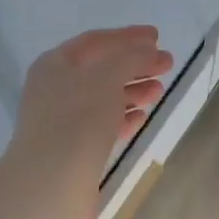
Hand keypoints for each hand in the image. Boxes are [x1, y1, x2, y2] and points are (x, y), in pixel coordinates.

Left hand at [5, 25, 172, 218]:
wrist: (52, 181)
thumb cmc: (78, 118)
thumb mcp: (108, 77)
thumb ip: (131, 57)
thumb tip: (149, 51)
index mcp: (55, 64)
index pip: (95, 41)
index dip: (127, 36)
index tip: (157, 37)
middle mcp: (54, 88)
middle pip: (100, 69)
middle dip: (134, 65)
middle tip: (166, 65)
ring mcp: (61, 120)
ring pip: (103, 97)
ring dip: (132, 91)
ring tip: (159, 92)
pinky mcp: (72, 148)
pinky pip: (101, 124)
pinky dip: (123, 117)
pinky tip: (141, 117)